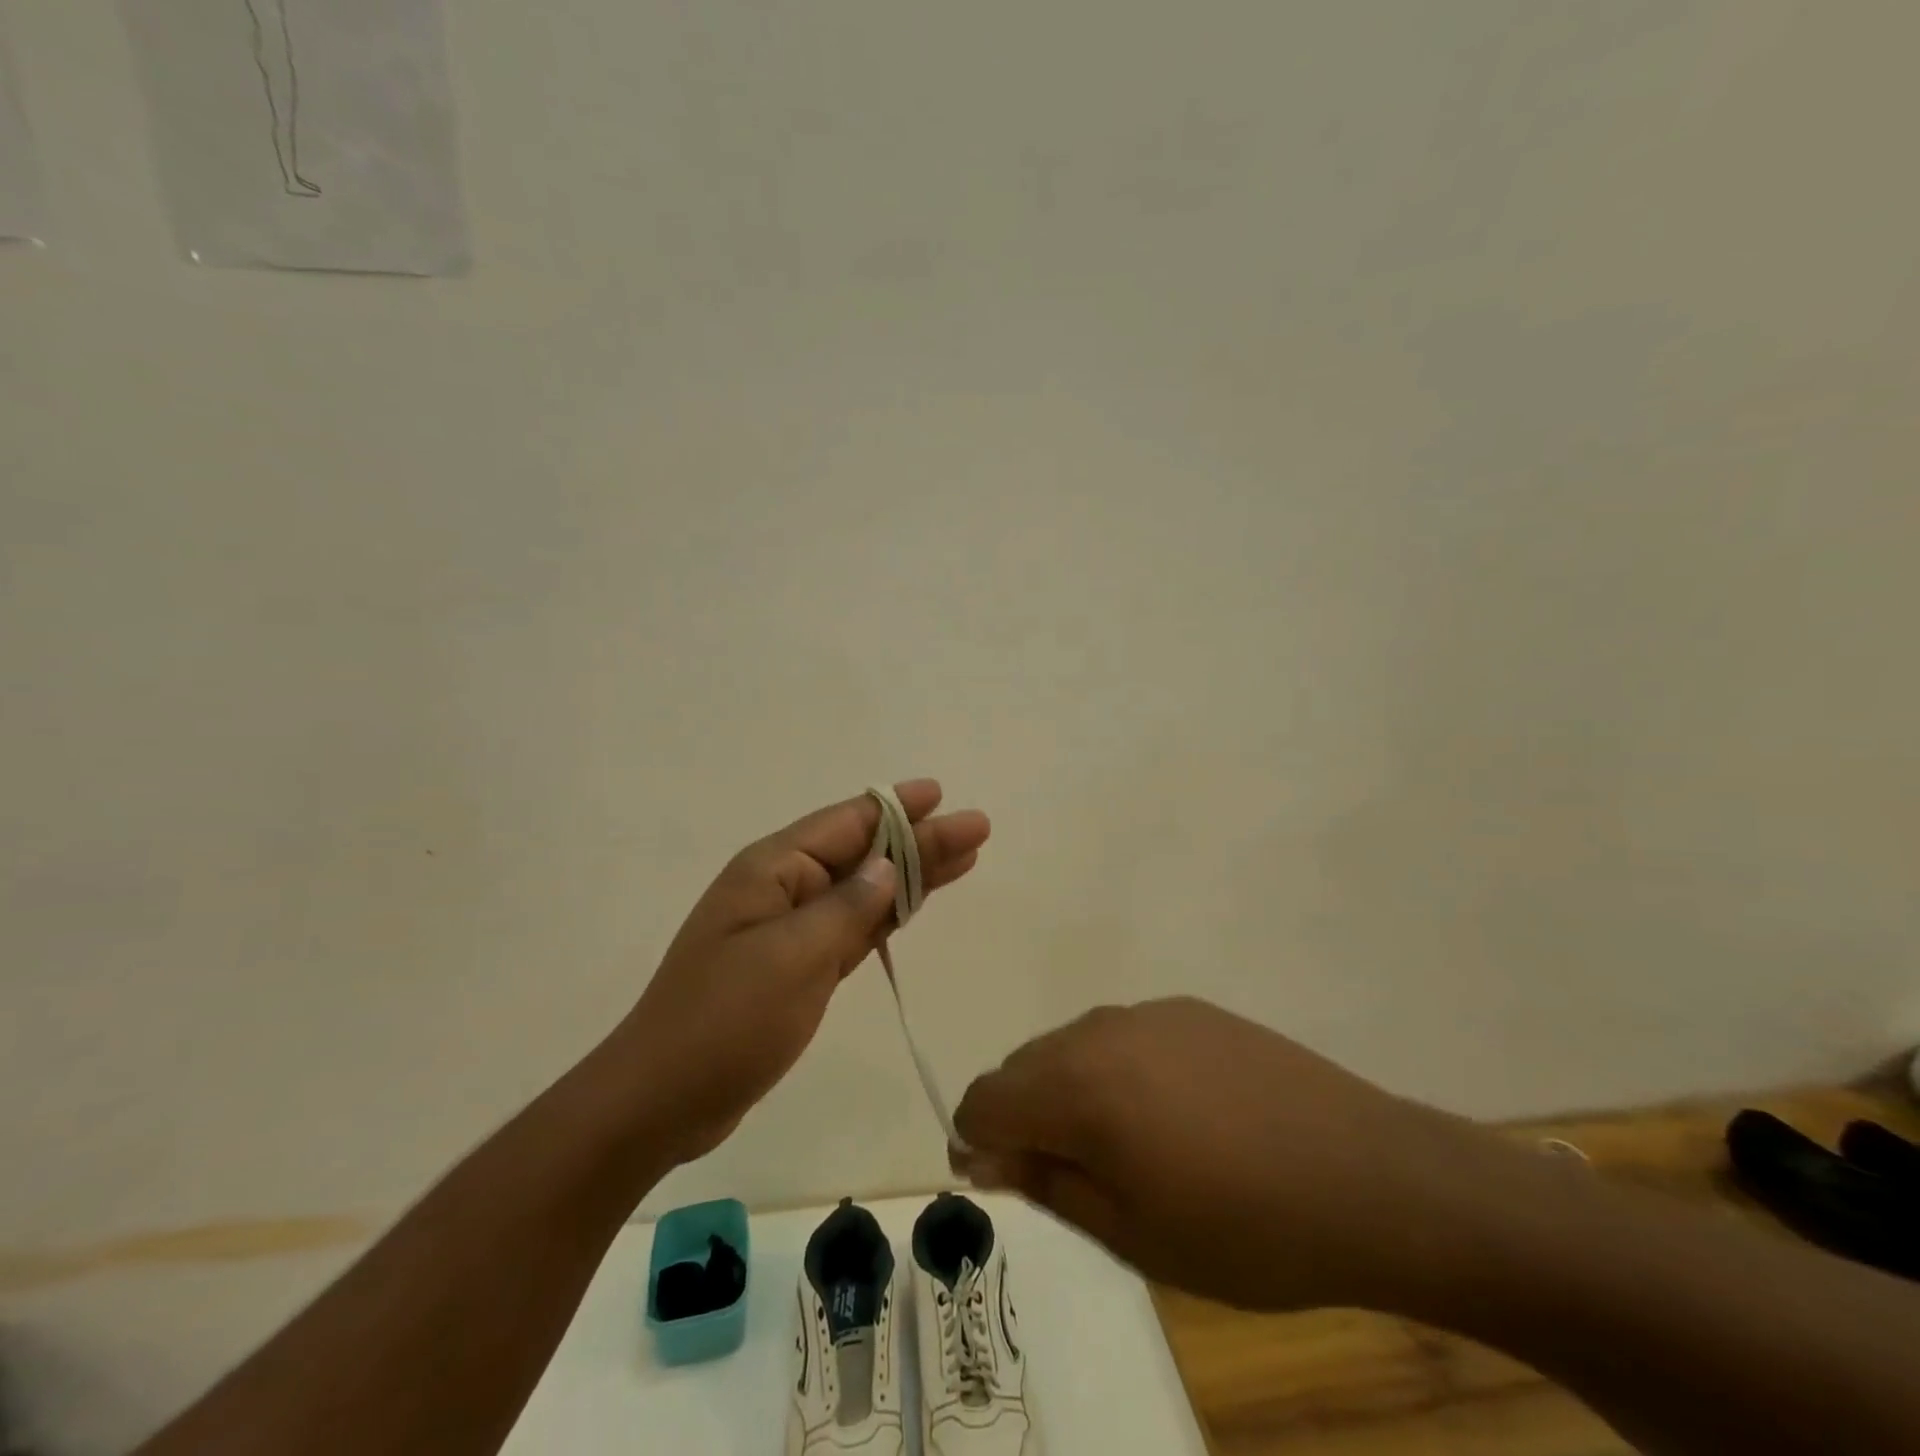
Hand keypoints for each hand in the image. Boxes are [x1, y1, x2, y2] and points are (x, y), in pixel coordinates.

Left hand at [621, 779, 989, 1164]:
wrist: (662, 1100)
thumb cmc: (725, 1020)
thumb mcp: (793, 958)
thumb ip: (846, 908)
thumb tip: (887, 866)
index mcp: (773, 870)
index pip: (846, 824)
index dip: (897, 808)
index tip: (941, 794)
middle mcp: (783, 889)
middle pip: (864, 854)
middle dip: (920, 840)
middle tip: (977, 828)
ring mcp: (790, 929)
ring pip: (864, 890)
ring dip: (912, 874)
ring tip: (965, 858)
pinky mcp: (797, 967)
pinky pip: (853, 928)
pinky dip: (888, 915)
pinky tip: (916, 903)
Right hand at [951, 997, 1492, 1312]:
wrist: (1367, 1177)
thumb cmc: (1245, 1229)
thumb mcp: (1132, 1233)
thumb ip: (1047, 1183)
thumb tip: (986, 1152)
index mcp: (1078, 1086)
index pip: (985, 1099)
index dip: (977, 1141)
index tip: (1000, 1180)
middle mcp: (1099, 1031)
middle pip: (1023, 1065)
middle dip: (1021, 1116)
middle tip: (1065, 1176)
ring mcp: (1147, 1013)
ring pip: (1071, 1046)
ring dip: (1068, 1091)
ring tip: (1122, 1148)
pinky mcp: (1188, 1009)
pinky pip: (1121, 1036)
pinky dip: (1115, 1071)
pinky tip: (1170, 1114)